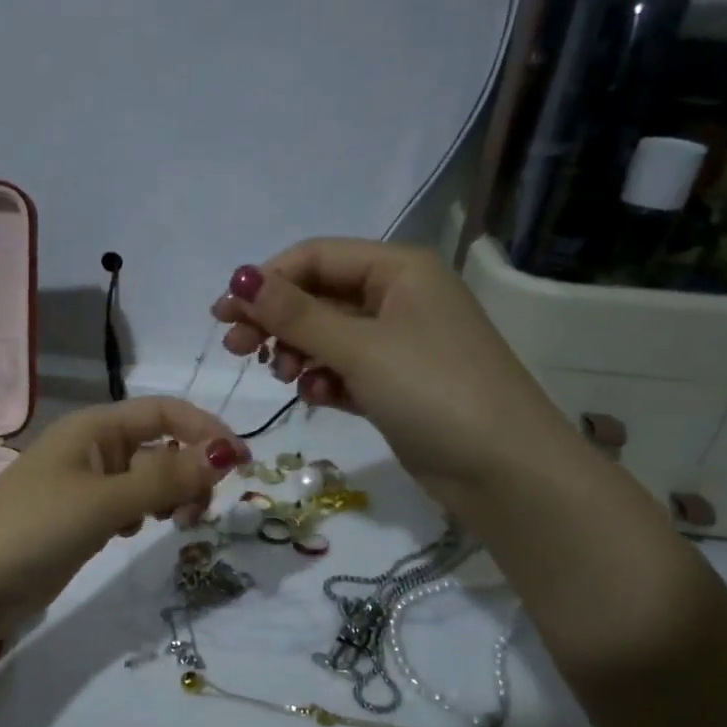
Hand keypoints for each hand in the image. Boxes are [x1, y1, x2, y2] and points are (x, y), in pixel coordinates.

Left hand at [0, 397, 247, 644]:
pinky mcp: (77, 519)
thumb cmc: (34, 528)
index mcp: (94, 428)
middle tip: (198, 512)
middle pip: (158, 446)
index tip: (241, 464)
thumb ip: (165, 479)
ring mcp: (82, 486)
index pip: (164, 413)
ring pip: (144, 478)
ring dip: (169, 495)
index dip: (205, 431)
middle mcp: (91, 449)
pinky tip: (133, 534)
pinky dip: (141, 514)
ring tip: (174, 524)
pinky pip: (125, 505)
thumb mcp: (105, 500)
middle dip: (188, 470)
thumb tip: (224, 456)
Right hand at [211, 240, 570, 498]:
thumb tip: (239, 279)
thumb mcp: (359, 348)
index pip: (316, 258)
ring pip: (328, 336)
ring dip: (298, 352)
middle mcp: (399, 298)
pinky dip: (325, 380)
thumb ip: (296, 315)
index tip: (224, 315)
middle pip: (319, 296)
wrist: (503, 469)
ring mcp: (399, 344)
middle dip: (276, 321)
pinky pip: (345, 370)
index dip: (267, 281)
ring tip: (284, 378)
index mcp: (399, 270)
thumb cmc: (433, 391)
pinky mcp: (396, 385)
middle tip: (237, 350)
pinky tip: (317, 397)